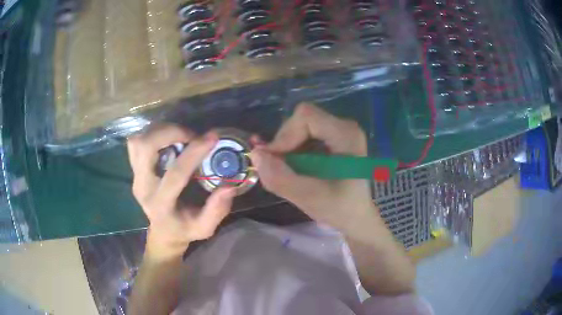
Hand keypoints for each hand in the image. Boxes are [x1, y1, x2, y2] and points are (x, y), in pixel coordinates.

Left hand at [127, 125, 235, 259]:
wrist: (162, 231)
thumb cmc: (184, 229)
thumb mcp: (205, 228)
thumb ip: (216, 210)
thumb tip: (229, 186)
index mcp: (161, 205)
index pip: (175, 174)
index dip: (194, 153)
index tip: (212, 137)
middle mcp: (143, 187)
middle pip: (145, 148)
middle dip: (170, 133)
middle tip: (191, 135)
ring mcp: (135, 176)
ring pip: (138, 141)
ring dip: (161, 131)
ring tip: (181, 136)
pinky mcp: (134, 168)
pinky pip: (136, 142)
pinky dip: (152, 134)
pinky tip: (168, 139)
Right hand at [249, 103, 377, 233]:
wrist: (355, 217)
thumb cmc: (340, 210)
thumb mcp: (309, 198)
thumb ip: (281, 178)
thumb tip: (255, 154)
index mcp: (346, 135)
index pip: (305, 116)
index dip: (284, 135)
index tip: (275, 161)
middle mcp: (344, 126)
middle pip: (301, 119)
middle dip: (284, 143)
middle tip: (278, 169)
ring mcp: (339, 131)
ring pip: (299, 127)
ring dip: (286, 149)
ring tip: (288, 172)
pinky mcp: (332, 138)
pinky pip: (303, 135)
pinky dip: (292, 151)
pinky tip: (295, 169)